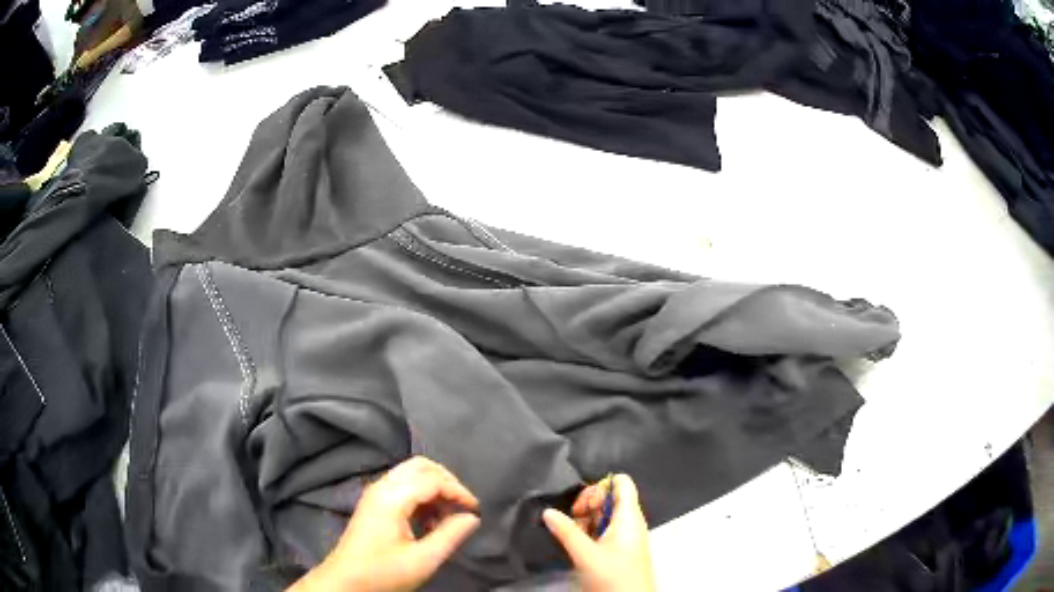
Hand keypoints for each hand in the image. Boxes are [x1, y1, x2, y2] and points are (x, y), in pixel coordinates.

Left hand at [289, 456, 480, 591]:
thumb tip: (471, 517)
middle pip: (420, 465)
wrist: (345, 582)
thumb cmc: (384, 573)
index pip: (433, 480)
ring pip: (411, 473)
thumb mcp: (423, 560)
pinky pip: (403, 485)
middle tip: (463, 505)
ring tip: (448, 516)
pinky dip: (422, 494)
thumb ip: (450, 536)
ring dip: (434, 487)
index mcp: (392, 498)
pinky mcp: (373, 502)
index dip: (459, 491)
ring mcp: (375, 493)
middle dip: (447, 481)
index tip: (476, 510)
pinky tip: (430, 520)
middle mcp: (382, 487)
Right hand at [543, 474, 655, 591]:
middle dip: (587, 504)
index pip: (620, 482)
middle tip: (572, 522)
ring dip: (585, 520)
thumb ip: (566, 531)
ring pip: (604, 515)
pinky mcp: (620, 548)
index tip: (580, 504)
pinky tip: (578, 544)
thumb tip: (548, 511)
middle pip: (609, 497)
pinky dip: (590, 532)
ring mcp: (625, 535)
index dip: (599, 486)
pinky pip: (604, 530)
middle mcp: (630, 521)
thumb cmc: (613, 576)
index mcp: (629, 515)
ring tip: (572, 535)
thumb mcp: (586, 554)